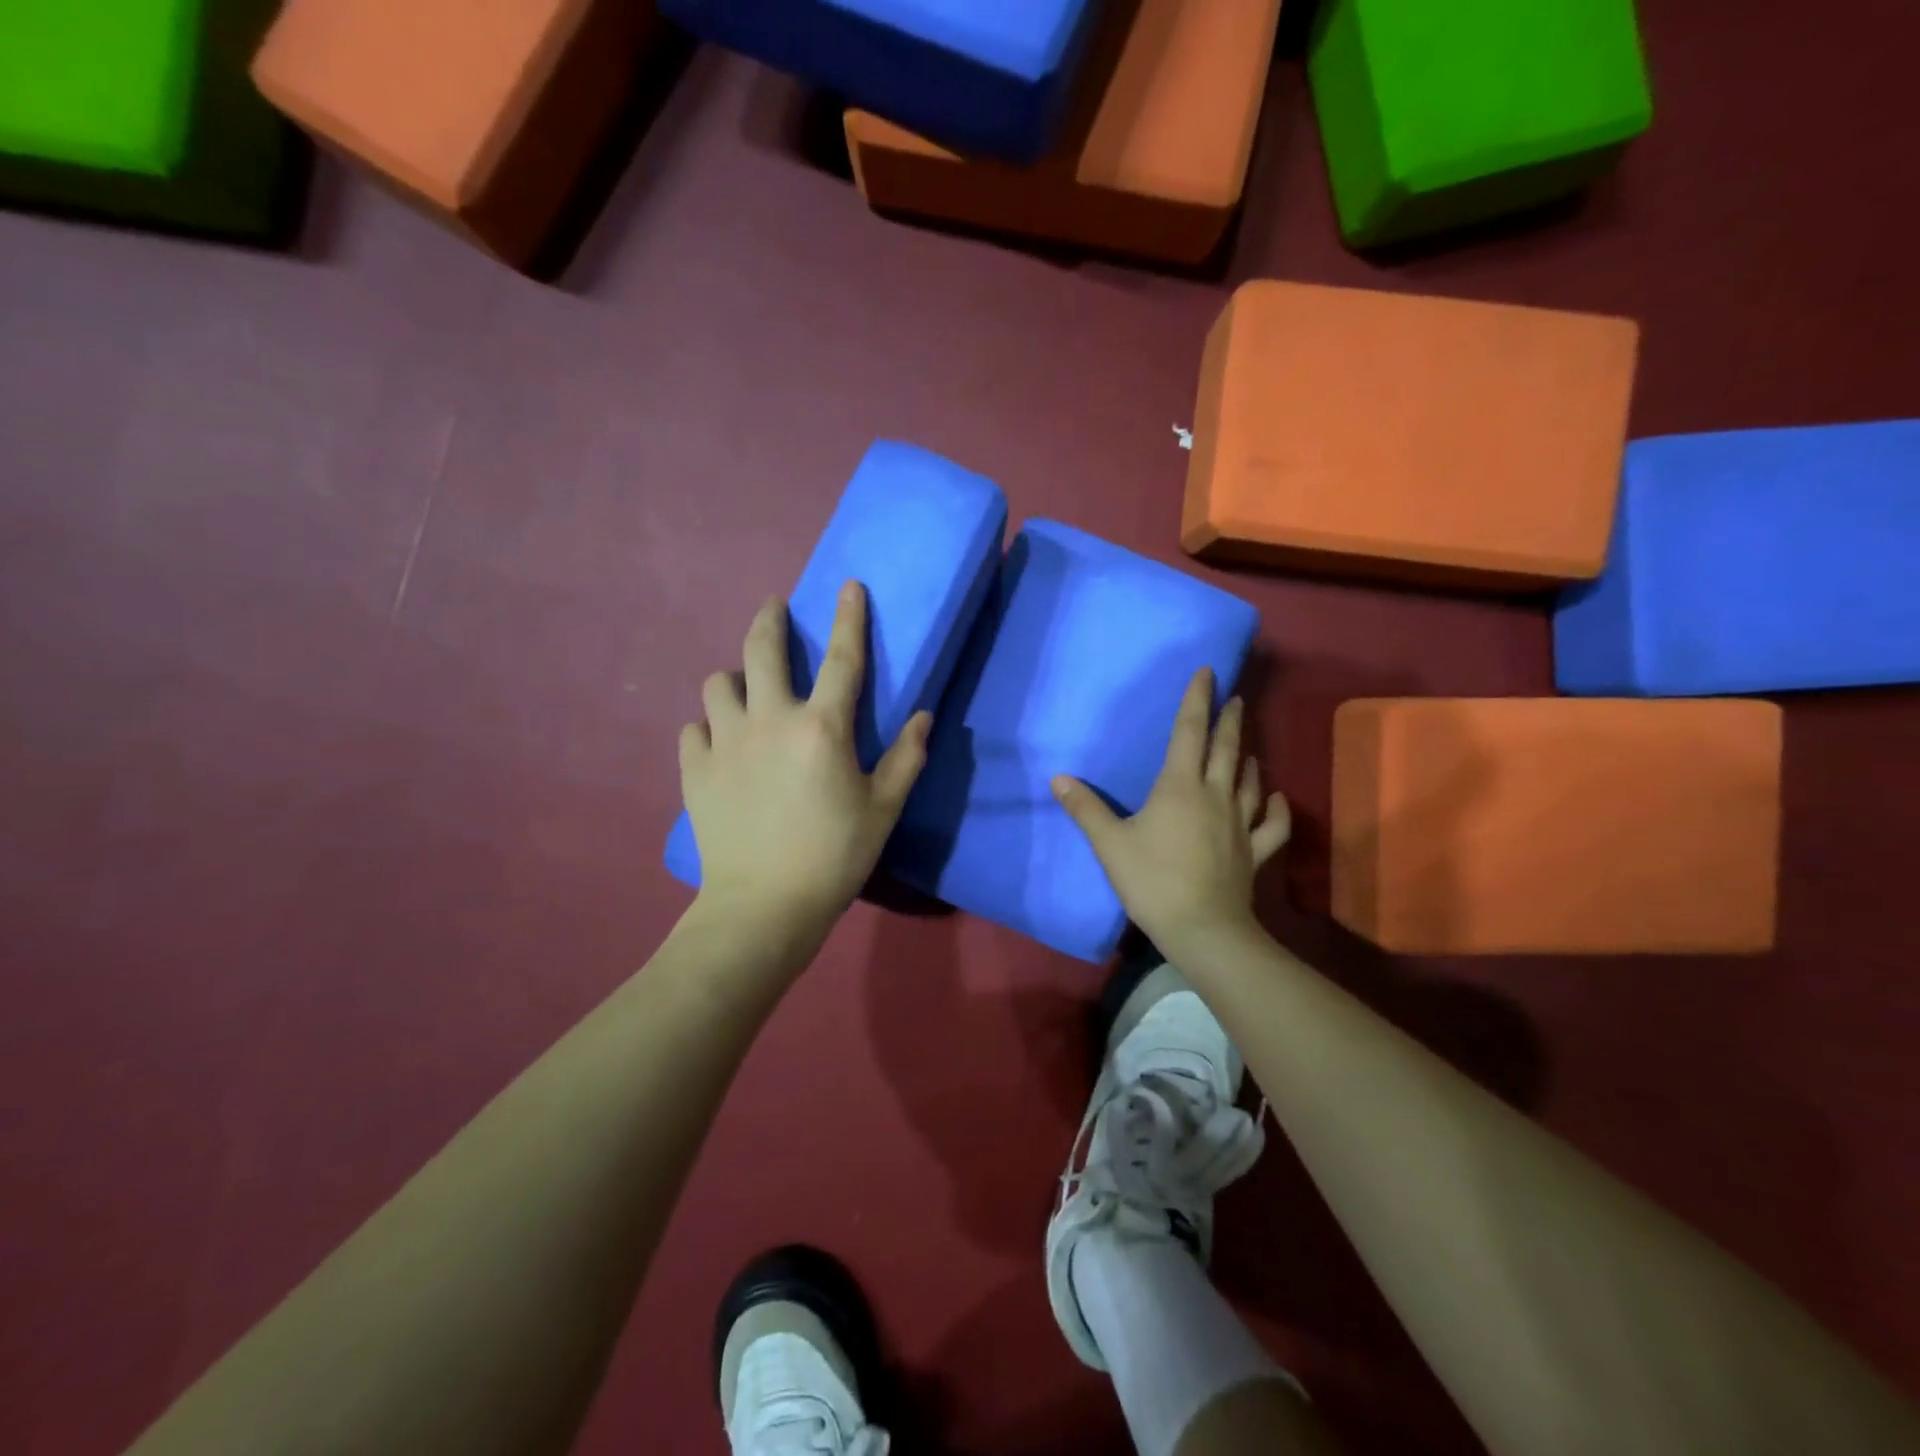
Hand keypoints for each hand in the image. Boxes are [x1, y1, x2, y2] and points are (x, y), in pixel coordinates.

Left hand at [680, 582, 930, 948]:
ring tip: (745, 691)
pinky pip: (693, 728)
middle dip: (770, 618)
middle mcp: (769, 720)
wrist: (763, 907)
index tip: (849, 586)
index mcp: (821, 727)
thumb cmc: (834, 857)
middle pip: (761, 648)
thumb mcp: (883, 809)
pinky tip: (720, 742)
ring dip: (734, 679)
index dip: (849, 618)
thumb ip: (907, 758)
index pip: (841, 658)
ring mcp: (724, 742)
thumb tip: (926, 716)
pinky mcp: (694, 769)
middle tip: (775, 608)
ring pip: (717, 683)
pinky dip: (708, 726)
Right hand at [1053, 667, 1289, 956]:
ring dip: (1248, 758)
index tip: (1208, 671)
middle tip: (1236, 697)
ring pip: (1249, 781)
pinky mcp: (1253, 851)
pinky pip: (1272, 824)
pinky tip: (1278, 797)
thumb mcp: (1109, 844)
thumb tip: (1057, 778)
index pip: (1189, 731)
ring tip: (1246, 746)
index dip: (1197, 699)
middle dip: (1229, 719)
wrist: (1202, 928)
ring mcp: (1239, 823)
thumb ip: (1085, 809)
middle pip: (1225, 748)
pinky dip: (1278, 808)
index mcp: (1179, 786)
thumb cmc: (1151, 880)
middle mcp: (1214, 795)